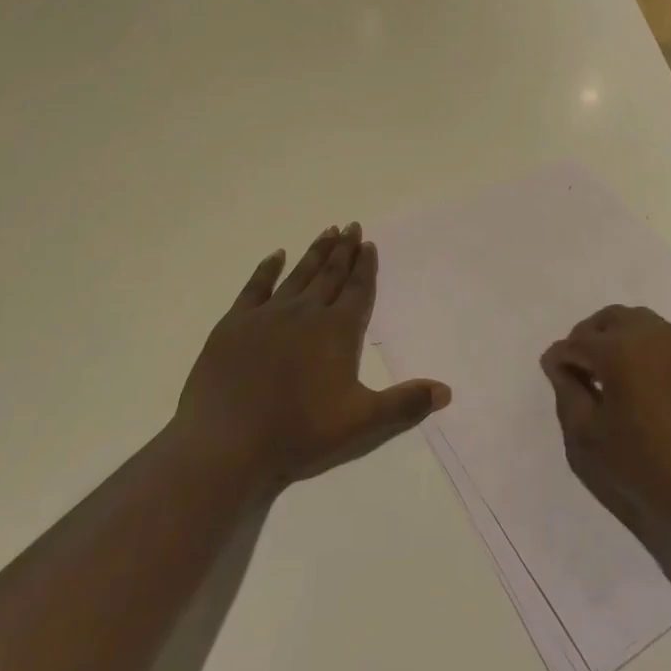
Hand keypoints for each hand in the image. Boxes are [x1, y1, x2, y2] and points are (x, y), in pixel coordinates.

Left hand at [173, 223, 450, 494]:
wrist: (225, 443)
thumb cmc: (298, 433)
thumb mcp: (361, 424)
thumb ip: (405, 404)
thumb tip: (446, 390)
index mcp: (337, 332)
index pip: (358, 291)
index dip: (366, 267)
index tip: (369, 244)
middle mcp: (306, 313)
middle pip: (330, 275)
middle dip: (344, 250)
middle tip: (352, 226)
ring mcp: (267, 316)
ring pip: (298, 275)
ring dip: (315, 253)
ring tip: (327, 232)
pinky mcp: (234, 325)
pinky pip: (255, 287)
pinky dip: (267, 269)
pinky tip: (276, 256)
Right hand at [541, 305, 670, 537]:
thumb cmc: (644, 468)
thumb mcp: (587, 439)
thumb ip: (567, 393)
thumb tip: (559, 365)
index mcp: (620, 347)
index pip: (576, 342)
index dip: (560, 360)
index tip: (552, 378)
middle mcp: (651, 333)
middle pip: (608, 320)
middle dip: (587, 339)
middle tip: (576, 373)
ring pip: (635, 323)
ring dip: (614, 339)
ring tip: (604, 378)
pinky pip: (657, 338)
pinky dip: (638, 347)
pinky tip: (633, 383)